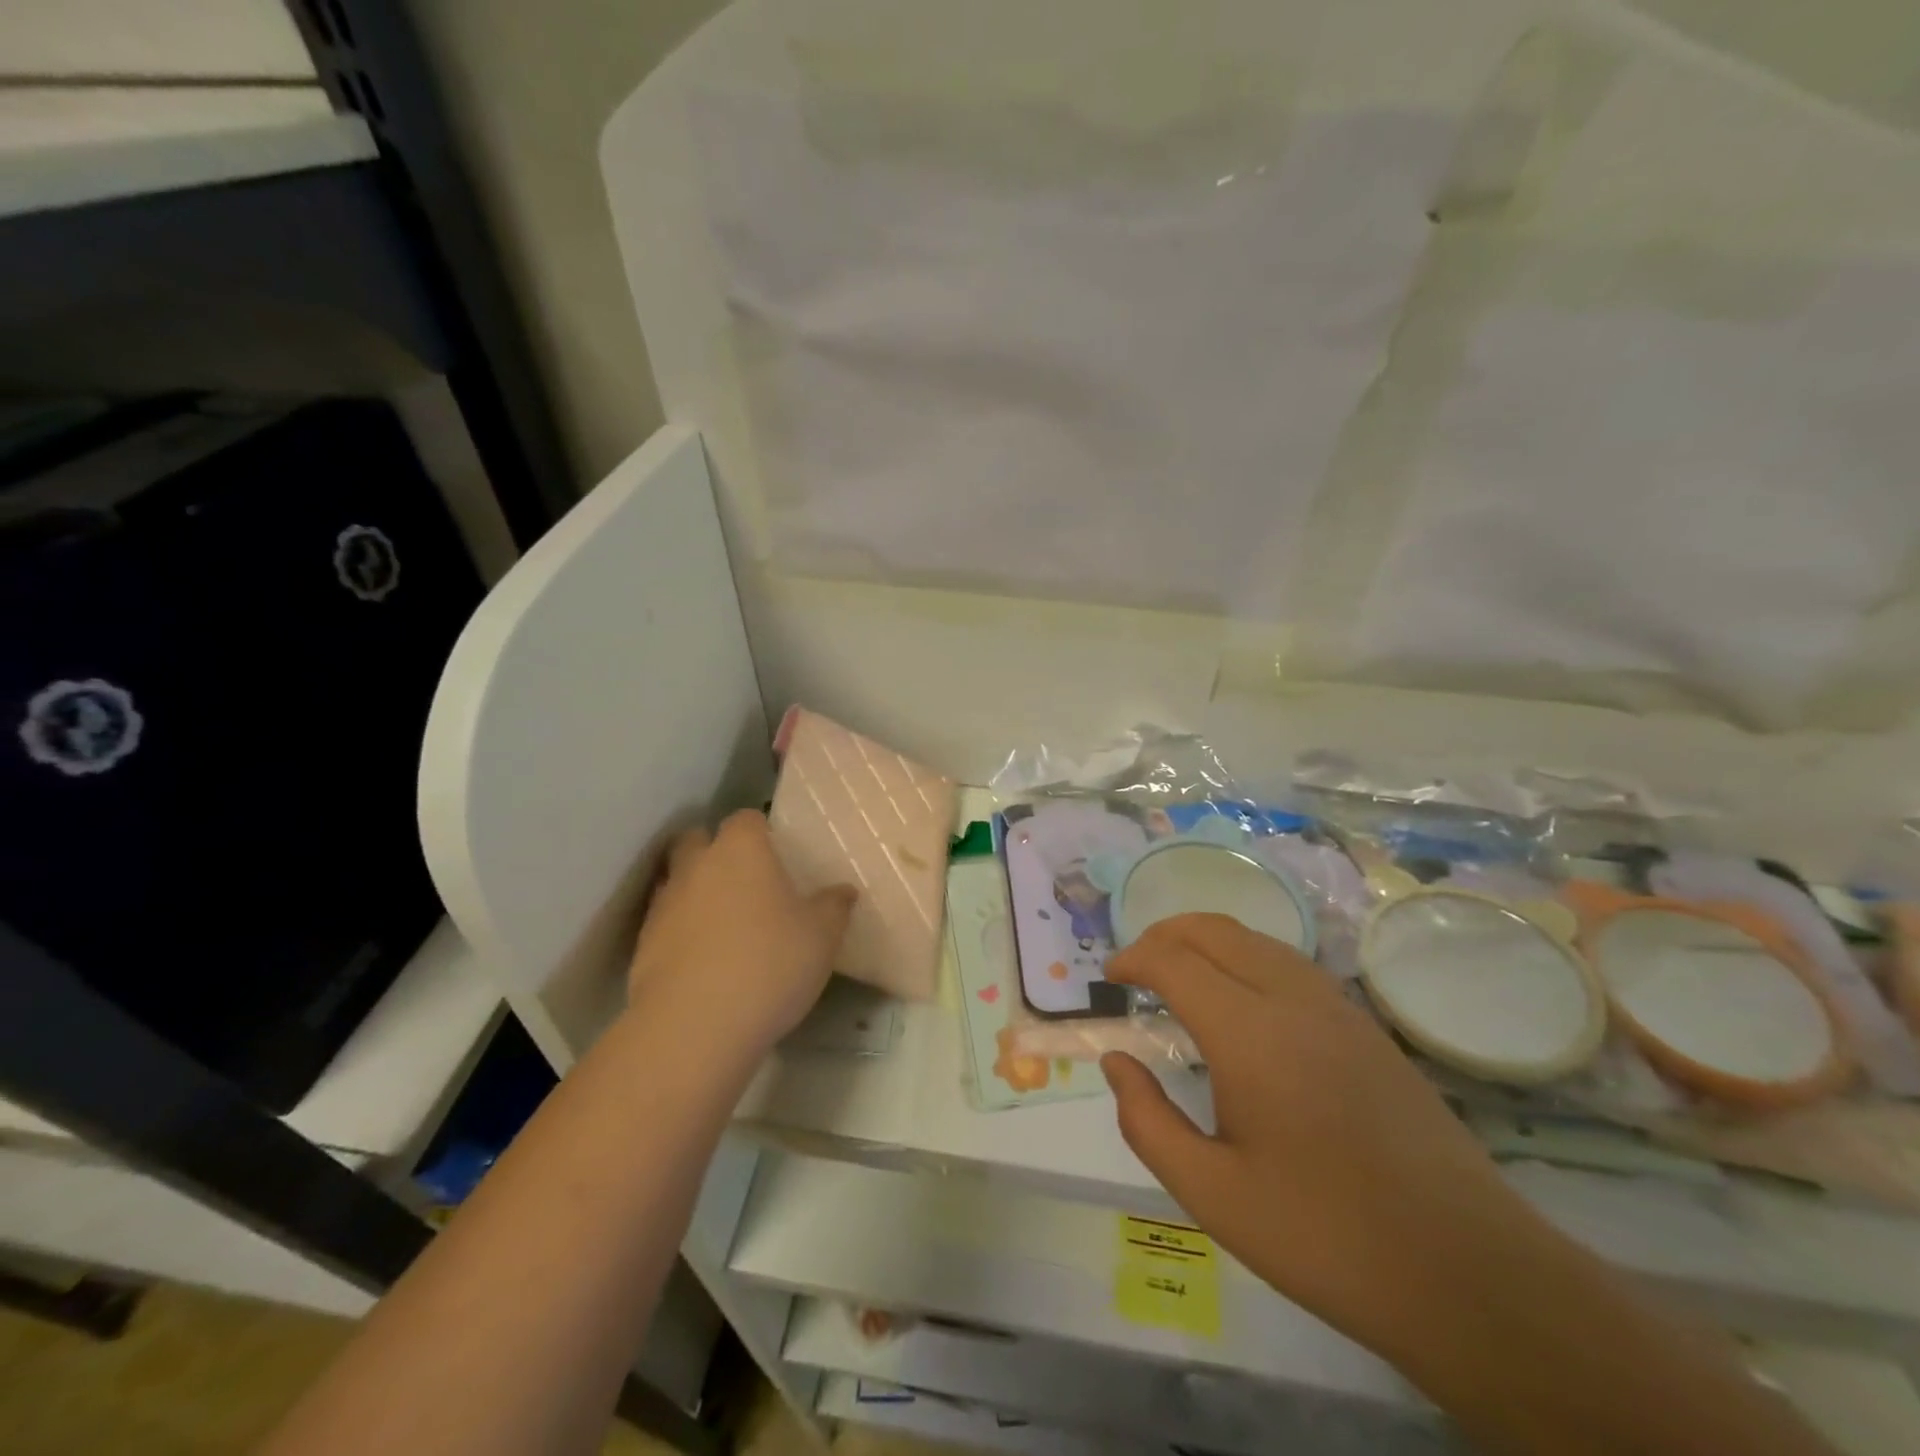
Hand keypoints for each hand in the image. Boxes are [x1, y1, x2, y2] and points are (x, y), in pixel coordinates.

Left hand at [627, 810, 856, 1057]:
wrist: (694, 1028)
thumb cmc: (770, 964)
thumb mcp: (822, 936)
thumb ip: (834, 906)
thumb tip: (843, 890)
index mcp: (741, 850)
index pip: (747, 819)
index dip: (762, 832)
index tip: (778, 854)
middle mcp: (697, 866)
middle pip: (697, 839)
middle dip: (716, 852)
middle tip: (746, 882)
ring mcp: (664, 905)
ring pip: (677, 881)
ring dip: (696, 893)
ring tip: (725, 925)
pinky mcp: (642, 946)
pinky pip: (665, 924)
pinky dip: (682, 933)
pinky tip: (705, 962)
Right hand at [1101, 914, 1550, 1353]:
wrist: (1469, 1274)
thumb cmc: (1325, 1237)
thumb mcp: (1212, 1194)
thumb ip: (1148, 1121)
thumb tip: (1117, 1062)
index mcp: (1249, 1034)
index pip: (1174, 961)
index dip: (1133, 959)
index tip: (1110, 980)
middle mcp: (1292, 1000)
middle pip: (1215, 930)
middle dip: (1165, 934)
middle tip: (1136, 968)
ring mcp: (1337, 1008)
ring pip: (1257, 940)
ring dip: (1208, 942)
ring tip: (1180, 976)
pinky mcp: (1367, 1028)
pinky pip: (1291, 964)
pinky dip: (1247, 958)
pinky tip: (1243, 1003)